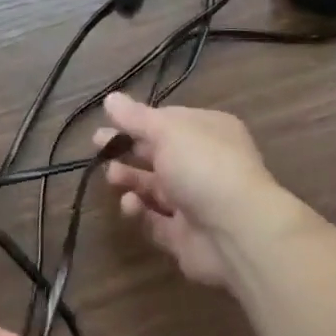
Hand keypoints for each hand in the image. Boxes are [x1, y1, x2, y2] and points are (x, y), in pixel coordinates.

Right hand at [92, 93, 288, 287]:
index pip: (168, 121)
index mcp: (207, 130)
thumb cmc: (203, 165)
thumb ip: (136, 118)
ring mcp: (197, 201)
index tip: (110, 121)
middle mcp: (204, 162)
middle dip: (129, 149)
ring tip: (111, 176)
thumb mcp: (166, 131)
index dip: (139, 121)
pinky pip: (157, 220)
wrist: (238, 231)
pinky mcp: (186, 237)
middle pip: (159, 153)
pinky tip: (129, 204)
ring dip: (132, 180)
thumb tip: (110, 98)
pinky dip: (141, 211)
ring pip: (156, 187)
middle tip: (97, 147)